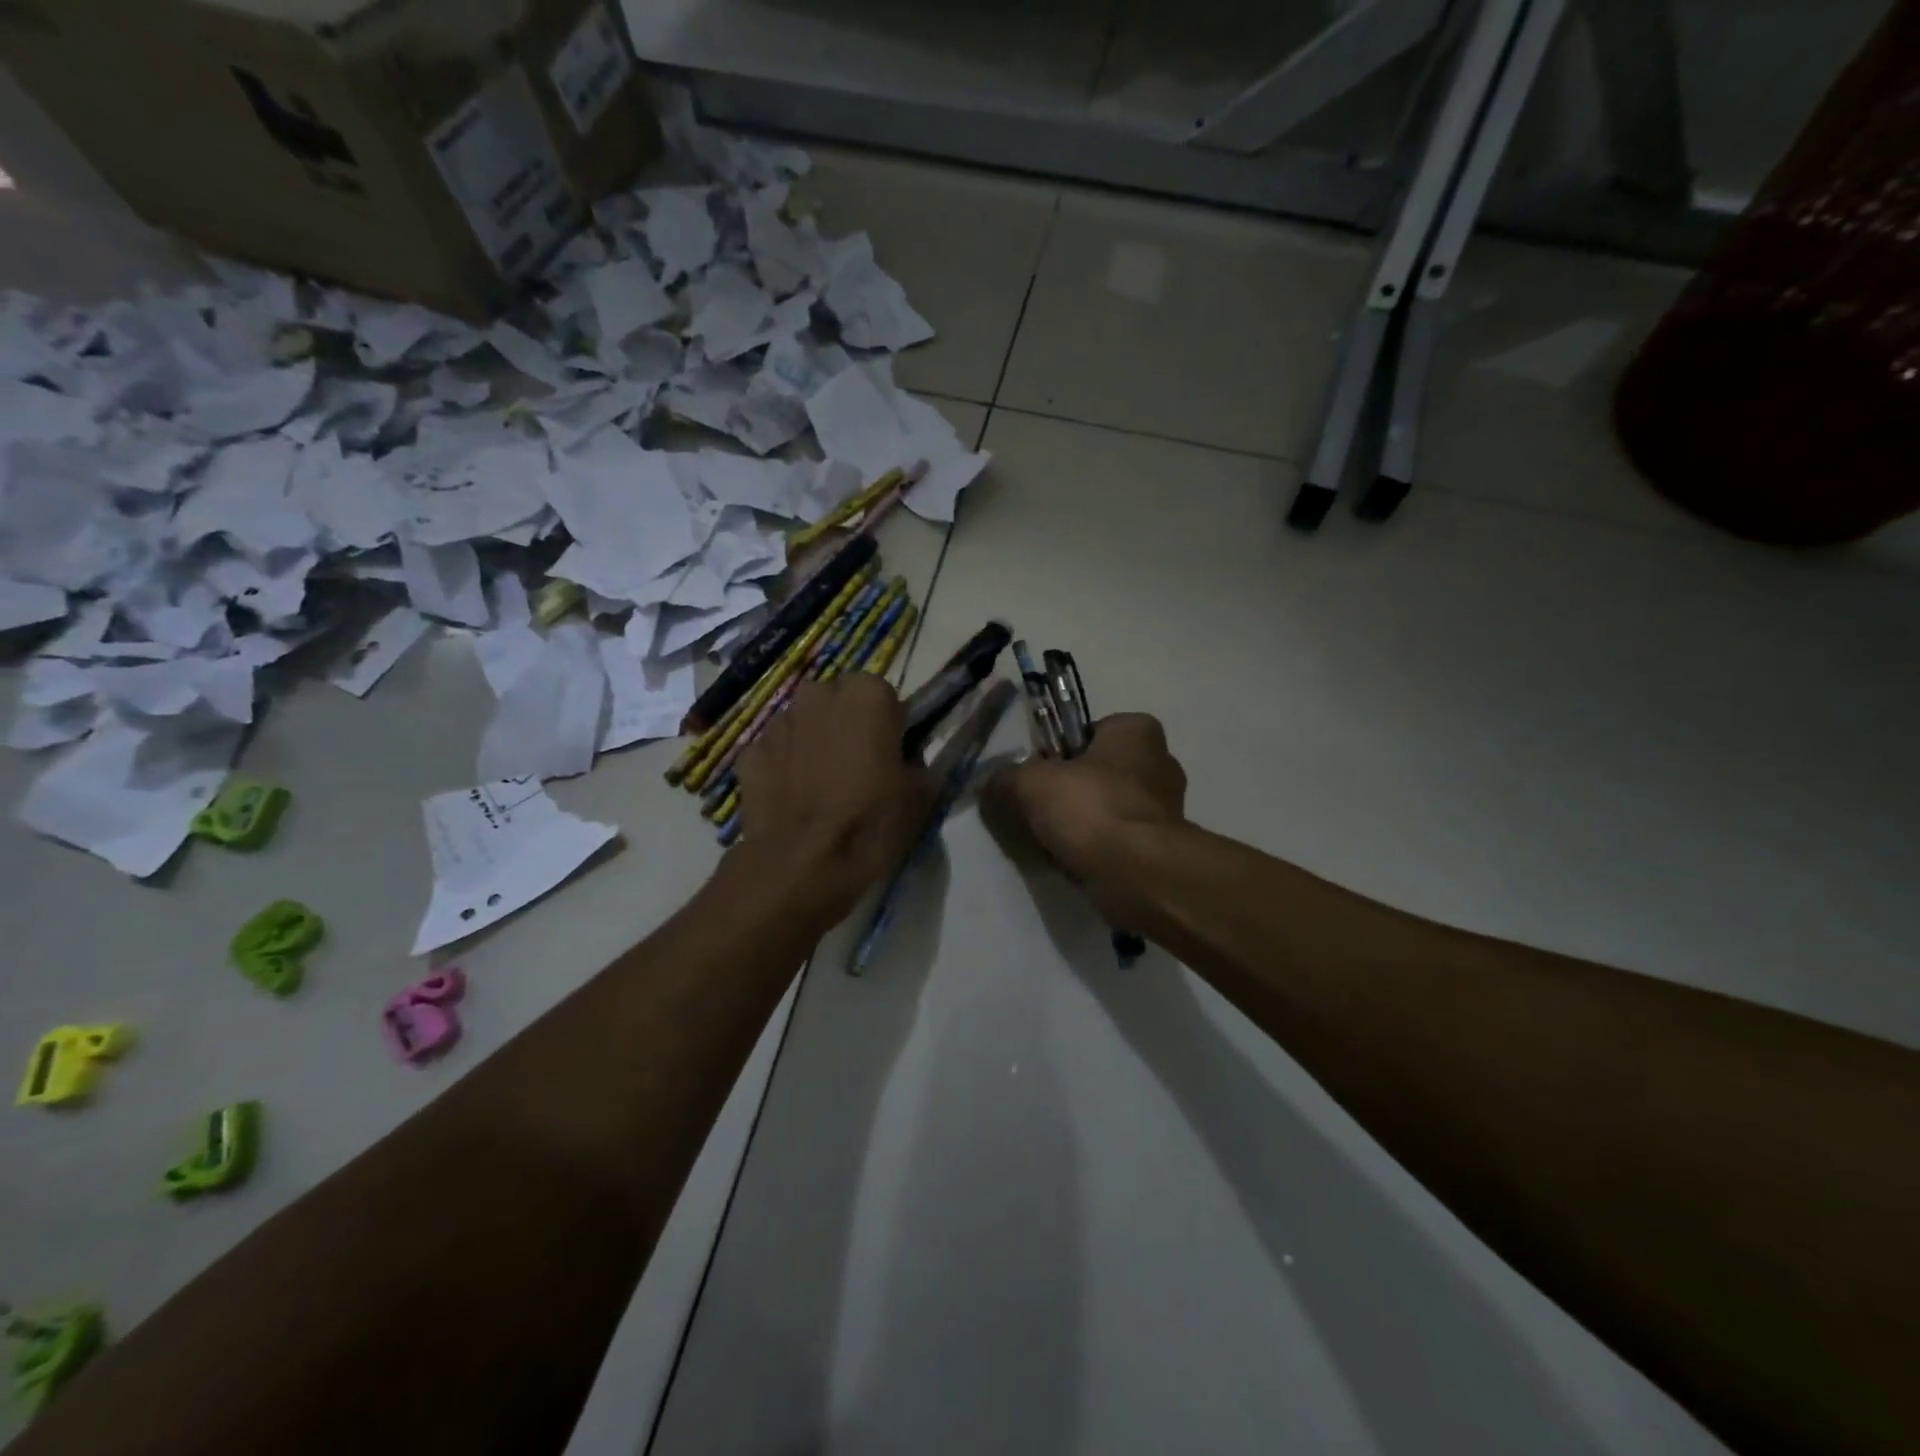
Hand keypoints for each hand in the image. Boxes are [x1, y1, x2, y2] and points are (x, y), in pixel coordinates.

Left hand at [732, 674, 936, 928]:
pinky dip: (784, 767)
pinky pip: (776, 752)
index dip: (887, 724)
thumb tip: (911, 765)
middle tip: (858, 767)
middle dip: (846, 725)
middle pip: (838, 702)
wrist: (801, 866)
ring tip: (823, 787)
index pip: (882, 695)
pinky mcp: (749, 753)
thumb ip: (918, 767)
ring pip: (804, 724)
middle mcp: (818, 695)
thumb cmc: (869, 824)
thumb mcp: (919, 798)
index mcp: (865, 696)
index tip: (890, 754)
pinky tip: (793, 800)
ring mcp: (778, 723)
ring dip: (814, 742)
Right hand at [986, 712, 1187, 913]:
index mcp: (1137, 731)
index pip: (1089, 731)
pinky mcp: (1163, 848)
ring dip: (1082, 825)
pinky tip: (1074, 864)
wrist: (1138, 874)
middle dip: (1070, 792)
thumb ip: (1006, 778)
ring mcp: (1167, 809)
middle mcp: (1160, 763)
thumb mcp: (1030, 783)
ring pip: (1107, 809)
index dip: (1058, 753)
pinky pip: (1118, 841)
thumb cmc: (1090, 808)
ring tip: (1053, 843)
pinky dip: (1097, 850)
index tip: (1037, 777)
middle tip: (1039, 812)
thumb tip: (991, 785)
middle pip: (1098, 772)